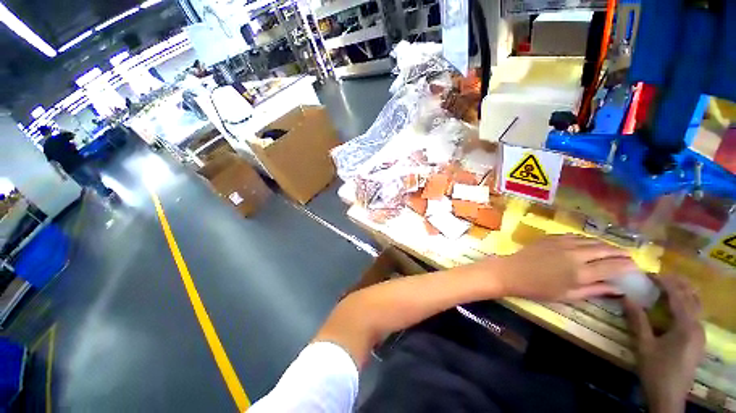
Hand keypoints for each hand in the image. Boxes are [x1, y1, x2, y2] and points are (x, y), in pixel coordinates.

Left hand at [482, 234, 637, 300]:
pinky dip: (587, 240)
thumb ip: (594, 291)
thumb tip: (618, 288)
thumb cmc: (539, 288)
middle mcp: (576, 254)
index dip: (628, 265)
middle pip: (605, 249)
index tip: (636, 266)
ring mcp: (563, 242)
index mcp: (581, 272)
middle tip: (628, 256)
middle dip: (620, 252)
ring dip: (605, 244)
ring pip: (592, 240)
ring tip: (612, 249)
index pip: (613, 266)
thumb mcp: (568, 295)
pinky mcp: (552, 237)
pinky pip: (576, 236)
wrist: (512, 272)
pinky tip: (589, 244)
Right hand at [624, 275, 704, 412]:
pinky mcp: (698, 339)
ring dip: (683, 292)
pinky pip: (694, 314)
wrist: (669, 396)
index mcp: (686, 326)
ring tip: (666, 285)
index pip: (678, 296)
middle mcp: (697, 326)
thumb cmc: (656, 370)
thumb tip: (626, 297)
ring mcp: (700, 333)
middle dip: (677, 283)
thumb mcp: (644, 346)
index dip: (664, 282)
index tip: (649, 273)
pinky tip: (674, 305)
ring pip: (696, 305)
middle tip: (658, 276)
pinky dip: (685, 303)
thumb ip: (637, 320)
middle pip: (692, 297)